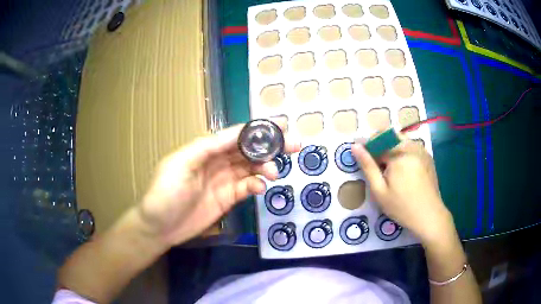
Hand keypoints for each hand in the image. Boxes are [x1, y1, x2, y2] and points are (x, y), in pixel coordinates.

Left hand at [138, 124, 300, 246]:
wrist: (160, 227)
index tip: (281, 126)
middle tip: (294, 146)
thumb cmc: (165, 193)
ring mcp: (224, 180)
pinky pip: (247, 187)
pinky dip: (257, 185)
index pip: (236, 135)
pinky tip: (260, 188)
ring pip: (251, 168)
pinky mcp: (228, 198)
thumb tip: (236, 135)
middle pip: (248, 150)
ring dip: (265, 167)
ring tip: (274, 173)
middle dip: (270, 146)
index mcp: (206, 148)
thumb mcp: (181, 164)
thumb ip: (207, 147)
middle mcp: (217, 161)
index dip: (258, 130)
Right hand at [352, 136, 454, 243]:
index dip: (366, 146)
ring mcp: (422, 150)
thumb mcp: (379, 190)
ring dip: (391, 148)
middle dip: (379, 145)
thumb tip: (355, 146)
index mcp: (398, 153)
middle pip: (390, 136)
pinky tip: (402, 169)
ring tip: (387, 167)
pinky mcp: (427, 157)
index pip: (377, 141)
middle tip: (374, 163)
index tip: (359, 154)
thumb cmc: (402, 206)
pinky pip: (411, 147)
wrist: (429, 216)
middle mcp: (411, 146)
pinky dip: (402, 152)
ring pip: (401, 140)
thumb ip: (367, 166)